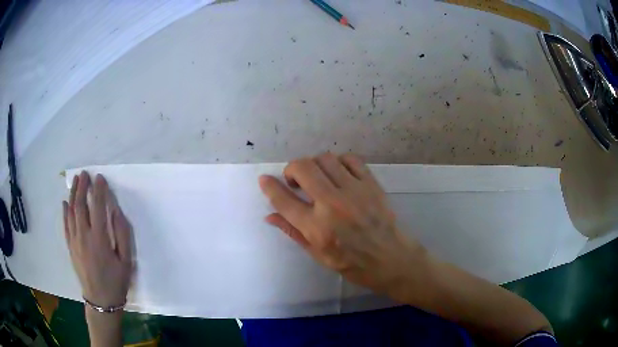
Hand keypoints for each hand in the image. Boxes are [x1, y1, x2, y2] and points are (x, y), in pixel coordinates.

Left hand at [63, 171, 132, 308]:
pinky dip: (65, 211)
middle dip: (82, 186)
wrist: (101, 300)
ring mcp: (74, 241)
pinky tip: (65, 202)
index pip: (97, 206)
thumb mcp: (126, 260)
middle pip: (80, 205)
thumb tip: (115, 212)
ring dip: (73, 194)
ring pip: (71, 212)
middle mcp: (84, 235)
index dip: (99, 190)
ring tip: (76, 180)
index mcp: (99, 238)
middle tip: (85, 173)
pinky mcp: (70, 247)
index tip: (100, 178)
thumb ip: (122, 234)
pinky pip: (65, 224)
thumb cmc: (116, 281)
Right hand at [259, 153, 425, 296]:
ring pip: (325, 159)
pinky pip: (350, 159)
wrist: (391, 259)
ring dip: (314, 165)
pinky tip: (338, 174)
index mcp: (317, 229)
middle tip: (295, 180)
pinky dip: (338, 162)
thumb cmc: (353, 263)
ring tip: (317, 177)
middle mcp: (333, 205)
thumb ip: (293, 232)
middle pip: (303, 169)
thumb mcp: (318, 255)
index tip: (264, 179)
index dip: (270, 187)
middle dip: (292, 169)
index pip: (284, 201)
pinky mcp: (371, 184)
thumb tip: (269, 215)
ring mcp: (354, 191)